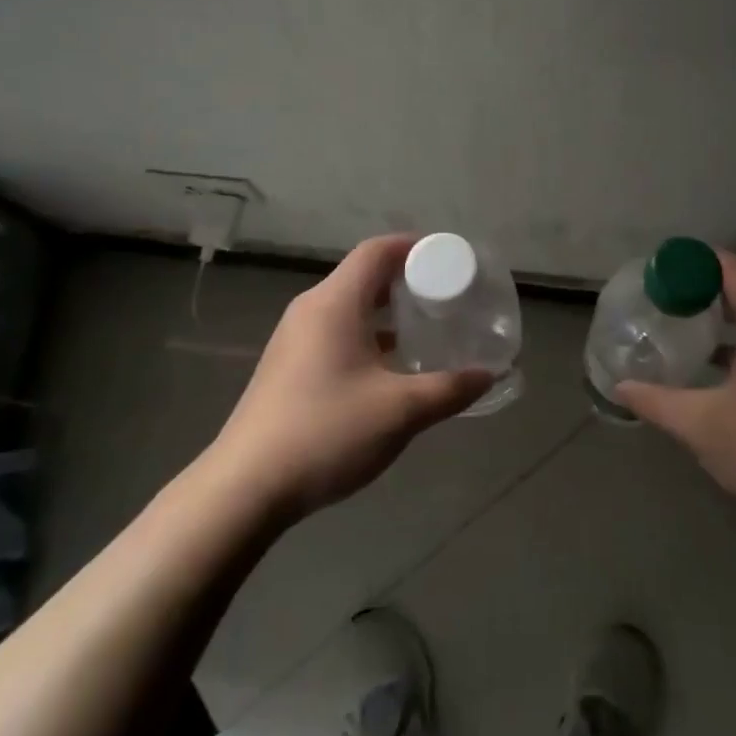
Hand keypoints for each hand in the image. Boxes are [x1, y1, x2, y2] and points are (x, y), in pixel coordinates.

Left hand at [203, 235, 493, 522]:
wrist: (245, 488)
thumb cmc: (326, 433)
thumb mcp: (400, 411)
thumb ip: (450, 389)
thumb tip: (489, 374)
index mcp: (334, 303)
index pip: (378, 251)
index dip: (416, 247)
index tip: (451, 260)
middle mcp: (312, 310)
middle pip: (364, 276)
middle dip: (408, 281)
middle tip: (448, 297)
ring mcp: (295, 339)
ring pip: (350, 307)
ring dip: (389, 313)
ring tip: (428, 330)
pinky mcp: (289, 367)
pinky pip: (337, 333)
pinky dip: (369, 336)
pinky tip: (392, 368)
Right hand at [616, 251, 735, 535]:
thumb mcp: (701, 426)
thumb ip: (655, 401)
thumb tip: (619, 387)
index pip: (732, 268)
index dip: (695, 262)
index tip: (659, 271)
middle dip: (705, 287)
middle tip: (664, 297)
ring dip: (725, 315)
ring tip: (684, 326)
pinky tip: (718, 366)